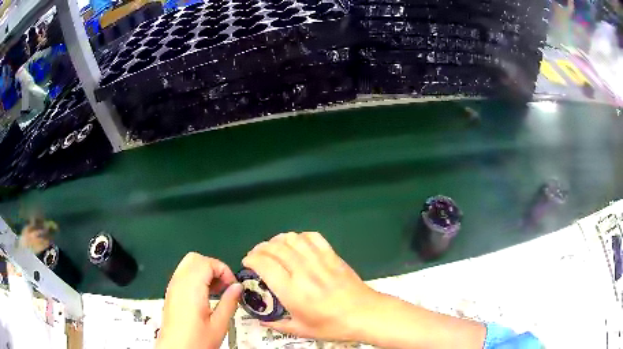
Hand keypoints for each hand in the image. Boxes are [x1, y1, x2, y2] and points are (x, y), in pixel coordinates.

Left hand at [157, 253, 242, 348]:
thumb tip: (238, 287)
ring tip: (217, 291)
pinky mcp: (171, 293)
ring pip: (188, 264)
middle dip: (213, 267)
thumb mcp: (219, 324)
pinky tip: (205, 296)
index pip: (207, 262)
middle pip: (195, 258)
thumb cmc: (197, 340)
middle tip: (225, 285)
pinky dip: (196, 277)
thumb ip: (229, 302)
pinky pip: (183, 274)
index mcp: (191, 288)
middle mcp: (179, 282)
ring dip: (204, 271)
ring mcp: (173, 286)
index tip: (233, 286)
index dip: (223, 270)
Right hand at [242, 232, 381, 341]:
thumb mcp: (302, 330)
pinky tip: (298, 243)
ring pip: (293, 239)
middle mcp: (303, 271)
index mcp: (292, 291)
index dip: (251, 259)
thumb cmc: (333, 325)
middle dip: (261, 248)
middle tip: (257, 255)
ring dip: (279, 240)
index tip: (247, 262)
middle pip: (276, 248)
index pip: (264, 264)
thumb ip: (278, 324)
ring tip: (274, 247)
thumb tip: (261, 320)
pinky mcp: (333, 256)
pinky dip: (301, 236)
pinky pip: (314, 237)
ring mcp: (320, 261)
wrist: (365, 314)